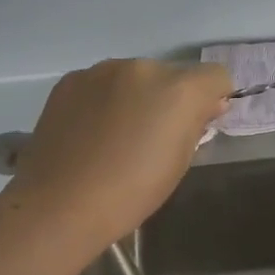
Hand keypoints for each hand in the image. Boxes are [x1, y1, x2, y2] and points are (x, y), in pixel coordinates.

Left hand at [12, 58, 231, 246]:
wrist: (59, 206)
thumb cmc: (131, 192)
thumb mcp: (180, 161)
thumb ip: (197, 124)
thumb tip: (207, 105)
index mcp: (179, 90)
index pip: (216, 76)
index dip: (212, 98)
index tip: (199, 123)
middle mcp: (145, 68)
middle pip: (173, 75)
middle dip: (171, 97)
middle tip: (153, 135)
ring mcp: (104, 70)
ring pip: (136, 77)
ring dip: (136, 96)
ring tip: (116, 134)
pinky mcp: (72, 79)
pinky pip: (102, 83)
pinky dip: (105, 99)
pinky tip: (90, 131)